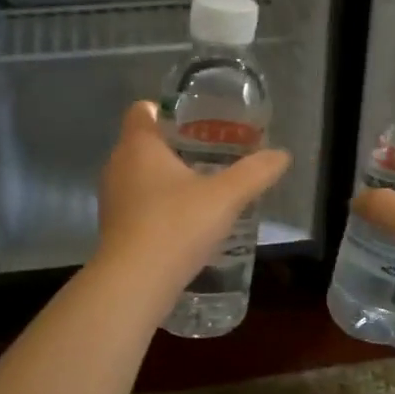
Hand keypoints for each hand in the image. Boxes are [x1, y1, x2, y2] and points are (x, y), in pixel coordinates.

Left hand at [96, 100, 291, 297]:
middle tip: (212, 152)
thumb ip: (254, 173)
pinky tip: (185, 220)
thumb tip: (282, 155)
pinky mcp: (114, 227)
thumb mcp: (225, 198)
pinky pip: (138, 203)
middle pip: (144, 142)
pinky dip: (159, 204)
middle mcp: (118, 165)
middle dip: (175, 145)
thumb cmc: (176, 226)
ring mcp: (112, 198)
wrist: (134, 283)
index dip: (167, 110)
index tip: (197, 120)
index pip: (142, 110)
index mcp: (139, 146)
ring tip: (203, 186)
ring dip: (167, 178)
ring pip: (140, 175)